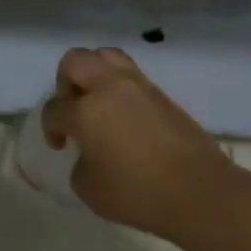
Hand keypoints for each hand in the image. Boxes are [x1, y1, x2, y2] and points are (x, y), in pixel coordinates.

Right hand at [42, 47, 236, 243]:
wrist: (200, 192)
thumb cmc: (139, 194)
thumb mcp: (90, 191)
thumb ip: (79, 166)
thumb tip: (87, 155)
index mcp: (86, 111)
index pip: (55, 108)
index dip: (50, 127)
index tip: (60, 144)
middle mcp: (109, 88)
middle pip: (75, 61)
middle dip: (65, 81)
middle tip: (72, 108)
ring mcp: (138, 86)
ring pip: (106, 56)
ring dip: (93, 73)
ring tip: (97, 100)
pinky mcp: (161, 94)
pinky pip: (130, 74)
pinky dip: (118, 85)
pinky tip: (122, 113)